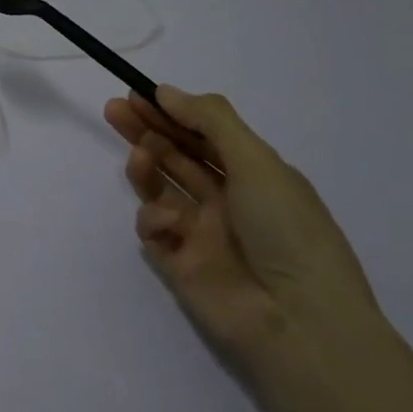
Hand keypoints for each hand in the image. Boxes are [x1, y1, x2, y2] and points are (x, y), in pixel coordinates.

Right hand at [104, 85, 380, 373]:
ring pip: (160, 189)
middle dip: (147, 131)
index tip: (139, 93)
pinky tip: (167, 223)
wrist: (297, 320)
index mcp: (255, 176)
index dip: (173, 113)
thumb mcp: (257, 162)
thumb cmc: (287, 231)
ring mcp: (200, 232)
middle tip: (115, 109)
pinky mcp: (177, 262)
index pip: (205, 135)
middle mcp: (227, 200)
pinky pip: (153, 229)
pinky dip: (155, 219)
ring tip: (138, 156)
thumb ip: (210, 121)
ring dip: (146, 167)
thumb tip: (166, 91)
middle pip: (176, 156)